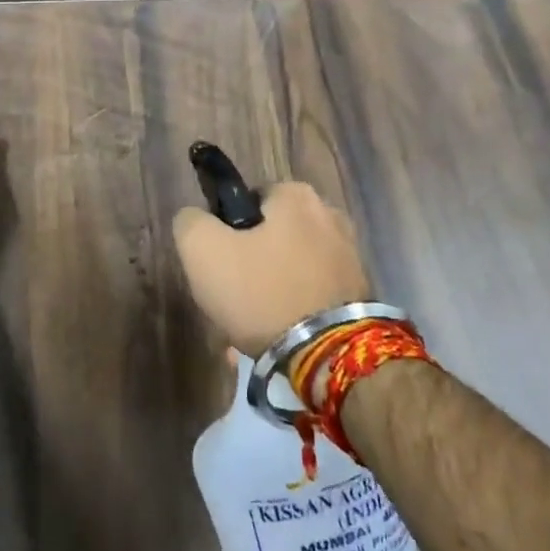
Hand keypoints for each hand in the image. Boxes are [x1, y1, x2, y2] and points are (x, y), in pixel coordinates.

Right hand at [172, 182, 372, 355]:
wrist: (328, 355)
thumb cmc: (261, 292)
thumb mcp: (202, 250)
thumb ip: (190, 222)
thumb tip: (196, 218)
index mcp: (296, 195)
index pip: (247, 201)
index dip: (225, 232)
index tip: (218, 266)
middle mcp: (330, 215)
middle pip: (270, 238)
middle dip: (248, 268)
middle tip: (229, 303)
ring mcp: (349, 255)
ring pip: (289, 270)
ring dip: (267, 295)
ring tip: (248, 331)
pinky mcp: (359, 292)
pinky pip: (310, 295)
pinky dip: (292, 312)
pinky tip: (275, 339)